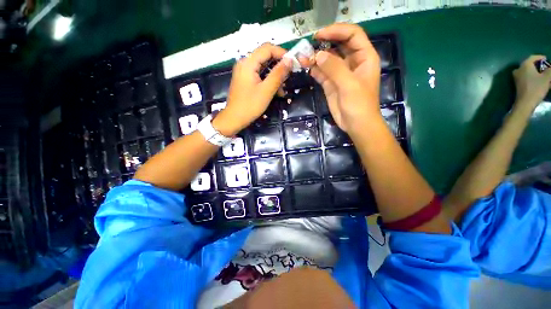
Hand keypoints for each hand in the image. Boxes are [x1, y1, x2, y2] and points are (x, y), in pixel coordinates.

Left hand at [213, 43, 291, 135]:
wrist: (234, 119)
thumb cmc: (250, 106)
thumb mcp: (267, 90)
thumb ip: (278, 74)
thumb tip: (290, 60)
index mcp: (248, 63)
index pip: (267, 48)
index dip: (282, 53)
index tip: (293, 64)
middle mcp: (245, 63)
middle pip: (265, 57)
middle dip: (279, 67)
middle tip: (289, 78)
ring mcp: (244, 72)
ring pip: (263, 68)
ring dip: (275, 76)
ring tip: (282, 90)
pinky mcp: (245, 80)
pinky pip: (259, 75)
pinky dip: (268, 81)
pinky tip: (275, 92)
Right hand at [310, 23, 381, 133]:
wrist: (356, 124)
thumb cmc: (359, 104)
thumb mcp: (349, 84)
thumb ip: (334, 68)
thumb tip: (318, 55)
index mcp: (364, 57)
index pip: (352, 35)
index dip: (337, 31)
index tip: (320, 35)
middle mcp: (352, 62)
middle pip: (338, 45)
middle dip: (324, 43)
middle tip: (309, 45)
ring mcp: (340, 74)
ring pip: (328, 60)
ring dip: (316, 57)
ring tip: (303, 57)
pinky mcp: (332, 84)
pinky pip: (322, 73)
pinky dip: (315, 70)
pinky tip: (307, 68)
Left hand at [513, 55, 550, 109]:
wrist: (525, 102)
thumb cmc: (536, 88)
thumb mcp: (547, 77)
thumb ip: (550, 70)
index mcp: (525, 65)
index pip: (533, 57)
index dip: (541, 57)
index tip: (547, 59)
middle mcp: (519, 69)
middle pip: (530, 64)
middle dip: (539, 65)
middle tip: (546, 67)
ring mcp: (517, 76)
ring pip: (528, 70)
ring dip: (536, 71)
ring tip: (544, 74)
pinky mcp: (517, 83)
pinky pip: (526, 76)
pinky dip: (533, 76)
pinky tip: (539, 80)